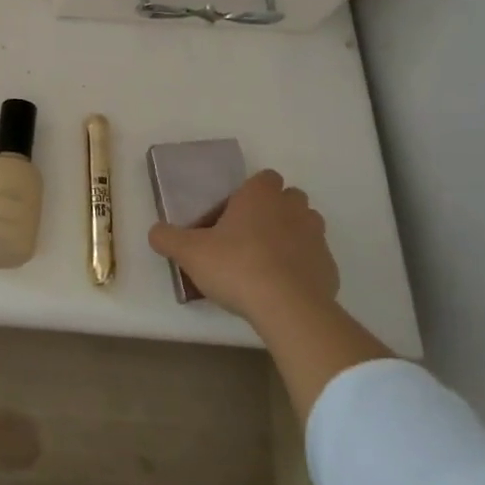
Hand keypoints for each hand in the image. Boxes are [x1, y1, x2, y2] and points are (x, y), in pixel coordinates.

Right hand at [149, 169, 339, 332]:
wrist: (287, 307)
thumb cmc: (236, 266)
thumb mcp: (190, 252)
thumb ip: (168, 238)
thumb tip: (154, 232)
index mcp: (260, 195)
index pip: (264, 178)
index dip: (251, 193)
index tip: (233, 215)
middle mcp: (293, 208)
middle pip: (289, 199)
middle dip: (274, 211)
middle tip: (249, 237)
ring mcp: (316, 237)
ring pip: (306, 226)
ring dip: (292, 237)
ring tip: (268, 262)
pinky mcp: (330, 268)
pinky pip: (315, 260)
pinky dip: (303, 268)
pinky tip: (285, 288)